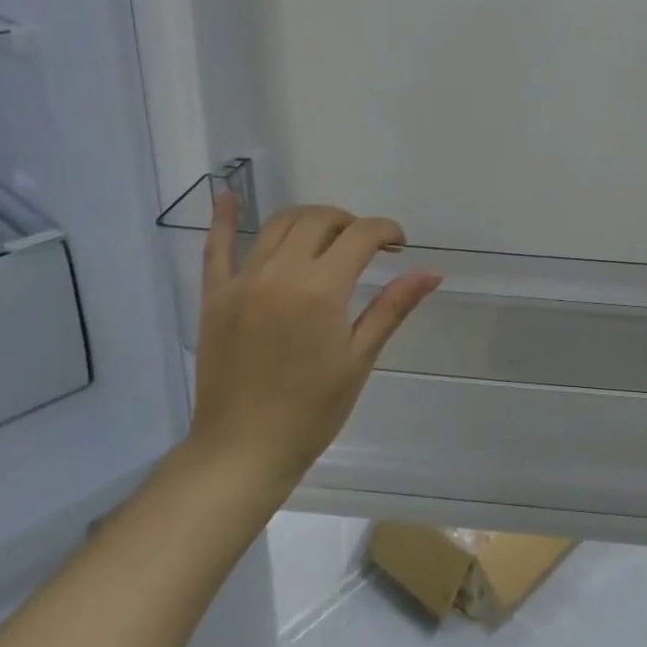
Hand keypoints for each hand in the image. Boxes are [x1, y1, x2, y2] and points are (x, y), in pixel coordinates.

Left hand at [186, 195, 441, 504]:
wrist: (242, 450)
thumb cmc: (311, 410)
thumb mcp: (360, 357)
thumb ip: (392, 306)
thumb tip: (432, 272)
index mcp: (320, 289)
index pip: (361, 236)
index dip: (386, 231)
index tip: (400, 245)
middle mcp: (279, 272)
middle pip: (320, 220)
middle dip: (350, 222)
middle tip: (367, 246)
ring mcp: (242, 281)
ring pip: (279, 224)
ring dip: (310, 220)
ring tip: (328, 237)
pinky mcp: (215, 296)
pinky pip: (216, 248)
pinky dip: (224, 219)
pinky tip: (229, 195)